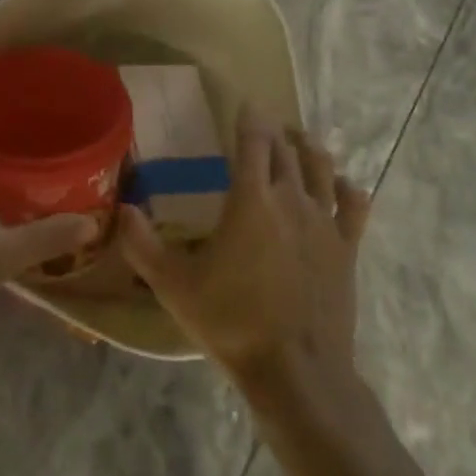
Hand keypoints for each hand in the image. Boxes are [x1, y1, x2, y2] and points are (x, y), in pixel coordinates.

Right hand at [119, 109, 371, 406]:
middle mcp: (290, 199)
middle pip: (284, 151)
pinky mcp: (346, 248)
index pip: (252, 142)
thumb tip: (122, 209)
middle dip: (273, 132)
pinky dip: (346, 188)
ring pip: (320, 168)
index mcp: (250, 200)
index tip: (246, 104)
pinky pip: (353, 206)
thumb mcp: (174, 286)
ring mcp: (323, 222)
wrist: (296, 371)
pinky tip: (341, 184)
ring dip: (308, 148)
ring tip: (299, 139)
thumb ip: (142, 245)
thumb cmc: (231, 322)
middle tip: (264, 124)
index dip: (250, 118)